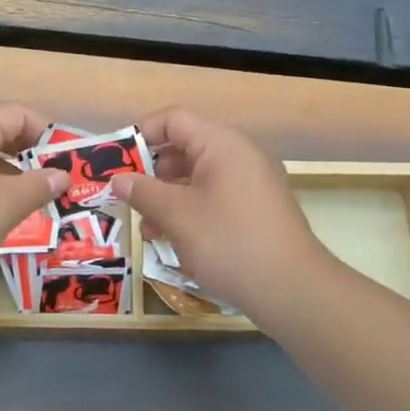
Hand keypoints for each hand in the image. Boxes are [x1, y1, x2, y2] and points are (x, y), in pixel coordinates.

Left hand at [0, 103, 70, 294]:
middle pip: (0, 130)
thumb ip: (38, 186)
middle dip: (31, 154)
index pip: (19, 114)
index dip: (48, 134)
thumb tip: (62, 175)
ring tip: (33, 200)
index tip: (67, 163)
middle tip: (55, 182)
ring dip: (11, 171)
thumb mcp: (5, 206)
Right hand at [112, 108, 326, 317]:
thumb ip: (143, 192)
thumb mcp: (177, 215)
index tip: (116, 161)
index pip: (174, 120)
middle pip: (186, 146)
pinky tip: (171, 238)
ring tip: (145, 224)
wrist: (292, 290)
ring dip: (168, 194)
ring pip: (198, 175)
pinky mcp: (257, 209)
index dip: (141, 134)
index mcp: (222, 143)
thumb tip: (118, 179)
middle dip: (152, 170)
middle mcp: (240, 154)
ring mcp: (252, 182)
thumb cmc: (229, 242)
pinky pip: (215, 196)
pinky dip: (190, 209)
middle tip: (126, 194)